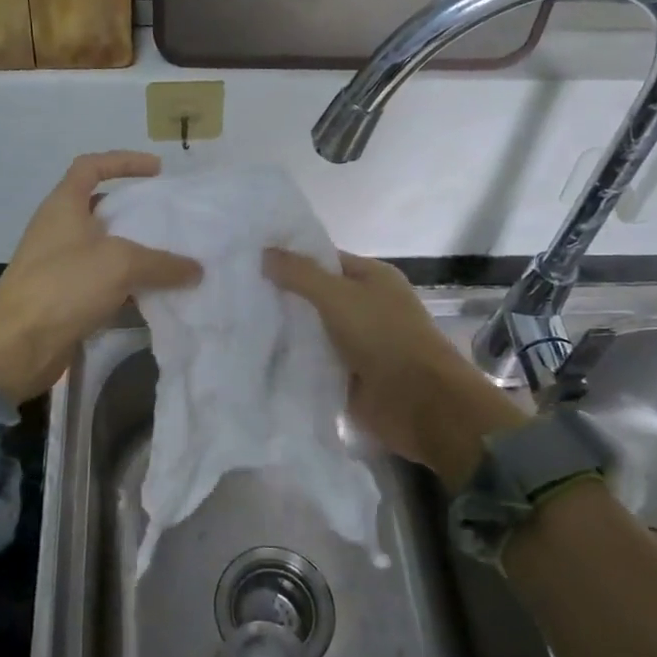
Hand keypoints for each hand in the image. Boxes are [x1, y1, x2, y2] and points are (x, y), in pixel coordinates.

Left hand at [0, 152, 200, 404]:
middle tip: (169, 221)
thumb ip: (163, 263)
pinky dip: (125, 287)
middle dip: (135, 213)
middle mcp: (58, 230)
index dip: (123, 161)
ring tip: (170, 261)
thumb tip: (195, 269)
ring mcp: (58, 265)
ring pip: (103, 250)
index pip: (91, 166)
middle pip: (100, 209)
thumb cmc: (64, 286)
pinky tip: (151, 298)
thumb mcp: (120, 264)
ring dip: (134, 254)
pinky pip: (100, 283)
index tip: (157, 170)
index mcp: (63, 206)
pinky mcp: (62, 298)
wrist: (16, 346)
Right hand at [263, 249, 525, 486]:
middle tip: (236, 294)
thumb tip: (264, 252)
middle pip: (316, 297)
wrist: (420, 403)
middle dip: (283, 297)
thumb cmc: (384, 337)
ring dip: (285, 332)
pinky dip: (294, 362)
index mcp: (372, 278)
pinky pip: (315, 363)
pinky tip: (258, 358)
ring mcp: (358, 344)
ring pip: (313, 332)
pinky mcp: (349, 377)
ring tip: (238, 325)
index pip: (324, 261)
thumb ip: (300, 274)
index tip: (250, 263)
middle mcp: (366, 307)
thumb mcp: (338, 295)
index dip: (291, 260)